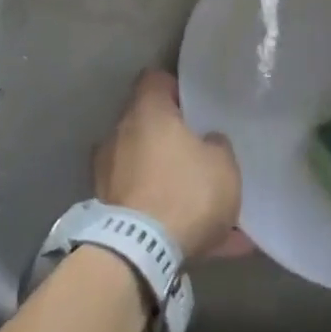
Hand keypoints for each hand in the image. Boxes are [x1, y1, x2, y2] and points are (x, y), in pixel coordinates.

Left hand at [94, 71, 249, 260]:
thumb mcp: (223, 164)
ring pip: (145, 167)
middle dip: (172, 137)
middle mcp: (120, 133)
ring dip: (168, 179)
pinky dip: (166, 215)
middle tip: (200, 152)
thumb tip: (207, 141)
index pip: (156, 80)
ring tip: (206, 206)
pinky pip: (144, 203)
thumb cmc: (186, 191)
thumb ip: (217, 145)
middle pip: (148, 124)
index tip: (194, 105)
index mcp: (148, 111)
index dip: (176, 88)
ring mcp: (109, 171)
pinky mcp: (106, 208)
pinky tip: (203, 241)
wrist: (140, 252)